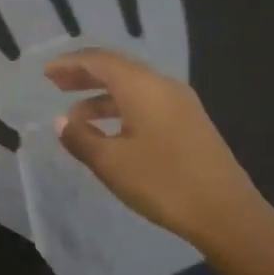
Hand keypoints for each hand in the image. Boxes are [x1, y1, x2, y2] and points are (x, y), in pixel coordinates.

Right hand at [47, 49, 273, 257]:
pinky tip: (110, 131)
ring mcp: (180, 103)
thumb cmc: (163, 182)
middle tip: (57, 85)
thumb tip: (62, 121)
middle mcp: (162, 85)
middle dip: (85, 75)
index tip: (46, 74)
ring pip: (133, 87)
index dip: (70, 64)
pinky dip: (121, 108)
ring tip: (77, 116)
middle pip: (117, 68)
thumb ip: (81, 138)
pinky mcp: (190, 122)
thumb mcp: (112, 163)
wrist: (227, 213)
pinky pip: (147, 102)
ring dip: (102, 95)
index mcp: (141, 86)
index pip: (99, 61)